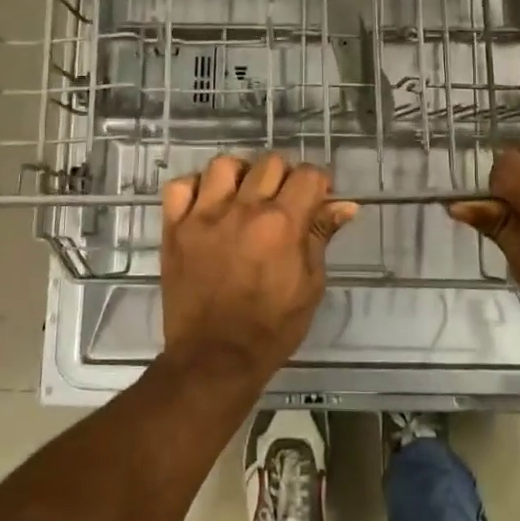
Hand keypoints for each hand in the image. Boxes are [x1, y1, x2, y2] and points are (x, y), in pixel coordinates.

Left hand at [160, 154, 358, 378]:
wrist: (214, 358)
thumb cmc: (272, 328)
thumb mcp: (310, 285)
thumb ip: (321, 237)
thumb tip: (344, 205)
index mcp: (282, 224)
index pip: (307, 175)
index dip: (318, 183)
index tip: (316, 198)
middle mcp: (243, 210)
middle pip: (269, 162)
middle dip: (284, 176)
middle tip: (283, 201)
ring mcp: (204, 216)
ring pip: (224, 165)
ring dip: (240, 175)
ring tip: (243, 197)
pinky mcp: (174, 228)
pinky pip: (180, 187)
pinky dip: (195, 188)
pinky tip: (206, 204)